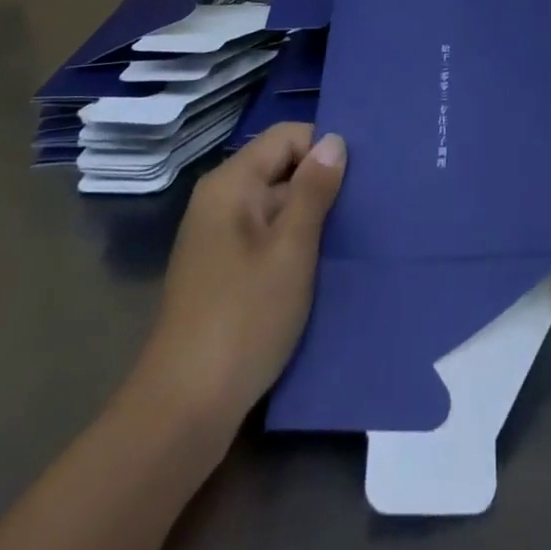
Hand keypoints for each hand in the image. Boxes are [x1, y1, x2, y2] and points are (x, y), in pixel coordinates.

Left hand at [139, 123, 346, 424]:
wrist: (183, 412)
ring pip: (277, 206)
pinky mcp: (223, 272)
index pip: (287, 137)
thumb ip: (314, 190)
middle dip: (322, 184)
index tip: (361, 176)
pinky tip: (323, 266)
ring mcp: (219, 238)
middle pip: (281, 168)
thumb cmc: (244, 318)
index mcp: (231, 184)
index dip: (324, 148)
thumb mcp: (291, 250)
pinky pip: (266, 237)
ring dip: (311, 217)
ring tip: (353, 234)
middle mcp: (220, 201)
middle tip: (366, 206)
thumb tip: (334, 140)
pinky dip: (294, 244)